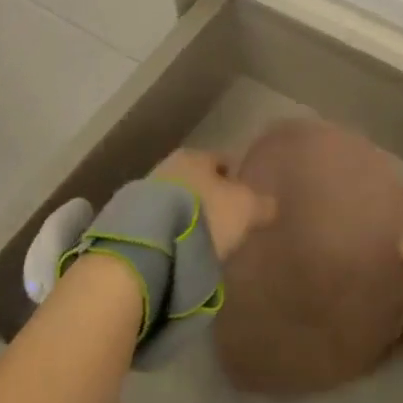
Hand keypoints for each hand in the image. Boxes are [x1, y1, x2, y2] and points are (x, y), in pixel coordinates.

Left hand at [150, 149, 275, 261]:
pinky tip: (181, 246)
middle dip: (210, 196)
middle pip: (197, 180)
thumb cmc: (205, 214)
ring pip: (178, 199)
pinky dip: (173, 229)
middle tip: (225, 220)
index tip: (245, 199)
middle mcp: (169, 165)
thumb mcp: (245, 208)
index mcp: (196, 155)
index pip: (222, 161)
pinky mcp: (132, 218)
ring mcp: (146, 191)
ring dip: (189, 214)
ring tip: (204, 239)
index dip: (236, 179)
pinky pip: (162, 220)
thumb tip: (270, 204)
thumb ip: (261, 203)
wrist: (152, 242)